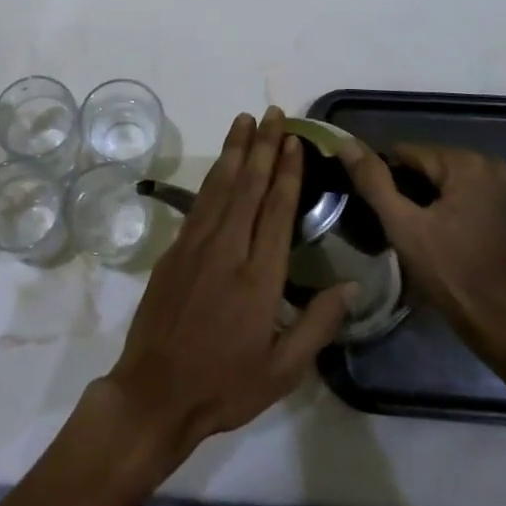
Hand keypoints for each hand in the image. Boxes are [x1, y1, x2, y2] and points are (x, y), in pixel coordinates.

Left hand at [101, 108, 353, 472]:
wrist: (155, 392)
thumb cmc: (225, 386)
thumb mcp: (283, 370)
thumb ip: (318, 325)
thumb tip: (350, 285)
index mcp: (259, 278)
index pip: (277, 211)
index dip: (288, 172)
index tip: (295, 141)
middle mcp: (227, 250)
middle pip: (248, 187)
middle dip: (263, 147)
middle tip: (273, 114)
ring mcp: (195, 246)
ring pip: (220, 187)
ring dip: (234, 151)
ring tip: (245, 121)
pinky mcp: (174, 250)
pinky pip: (199, 203)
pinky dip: (213, 177)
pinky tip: (221, 164)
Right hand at [340, 140, 505, 364]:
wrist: (496, 320)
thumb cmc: (448, 271)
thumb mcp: (402, 224)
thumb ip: (372, 180)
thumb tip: (344, 143)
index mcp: (468, 164)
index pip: (408, 153)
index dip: (389, 180)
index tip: (386, 212)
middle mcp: (491, 165)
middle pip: (427, 164)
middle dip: (409, 189)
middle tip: (402, 225)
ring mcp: (503, 185)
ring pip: (442, 178)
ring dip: (425, 198)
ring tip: (418, 231)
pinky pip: (461, 191)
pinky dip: (445, 205)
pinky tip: (440, 232)